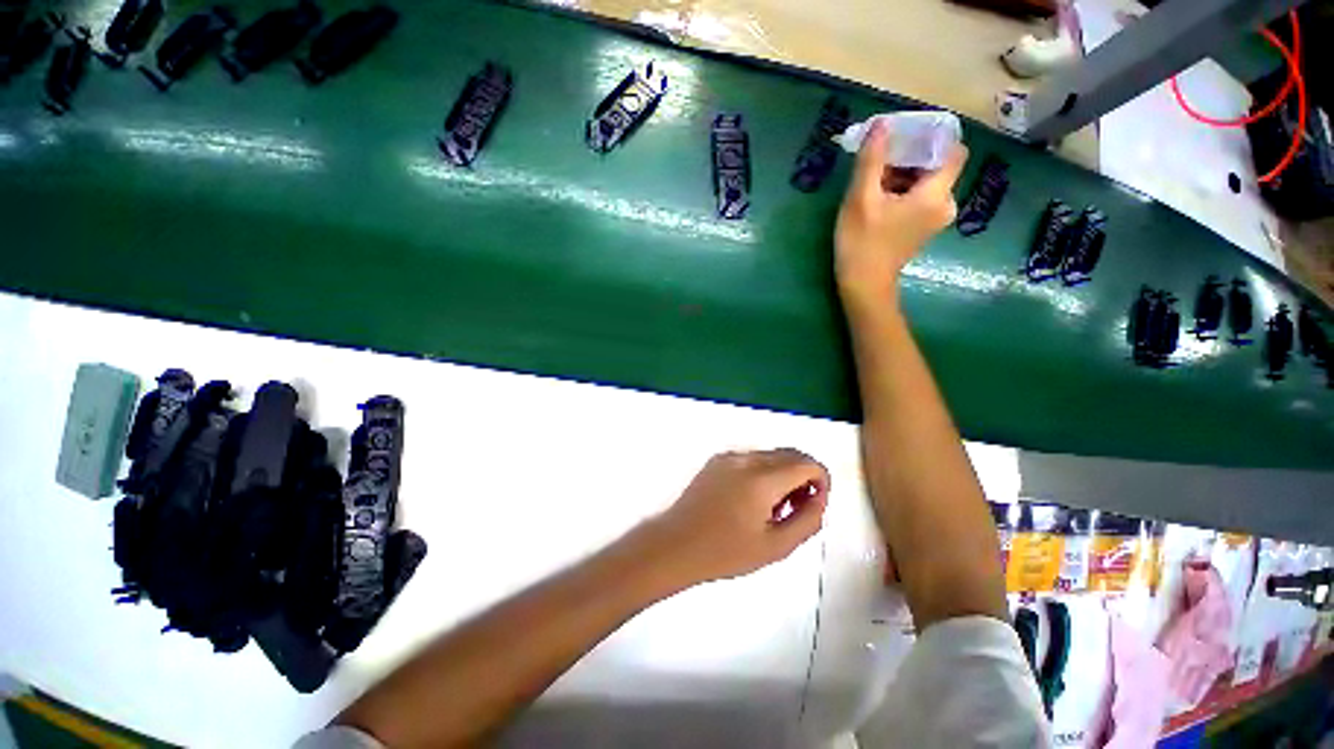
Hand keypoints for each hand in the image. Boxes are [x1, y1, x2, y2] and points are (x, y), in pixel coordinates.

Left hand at [647, 449, 829, 584]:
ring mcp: (729, 456)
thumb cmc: (726, 552)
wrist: (677, 543)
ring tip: (774, 509)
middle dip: (804, 477)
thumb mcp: (776, 546)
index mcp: (762, 478)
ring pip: (771, 455)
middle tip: (797, 509)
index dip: (821, 481)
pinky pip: (751, 458)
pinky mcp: (717, 460)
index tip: (815, 505)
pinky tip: (753, 500)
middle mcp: (747, 458)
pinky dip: (764, 472)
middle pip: (790, 455)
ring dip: (784, 474)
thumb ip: (808, 520)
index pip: (807, 463)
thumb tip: (819, 499)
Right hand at [835, 120, 967, 305]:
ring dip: (904, 173)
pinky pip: (920, 197)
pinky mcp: (923, 228)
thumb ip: (872, 160)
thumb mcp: (861, 199)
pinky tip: (879, 195)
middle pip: (938, 165)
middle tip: (881, 154)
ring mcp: (935, 218)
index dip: (934, 137)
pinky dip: (903, 190)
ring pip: (927, 181)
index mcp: (936, 194)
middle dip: (912, 155)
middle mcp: (945, 204)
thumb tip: (882, 124)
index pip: (953, 150)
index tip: (907, 134)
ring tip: (874, 175)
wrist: (863, 286)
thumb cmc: (861, 243)